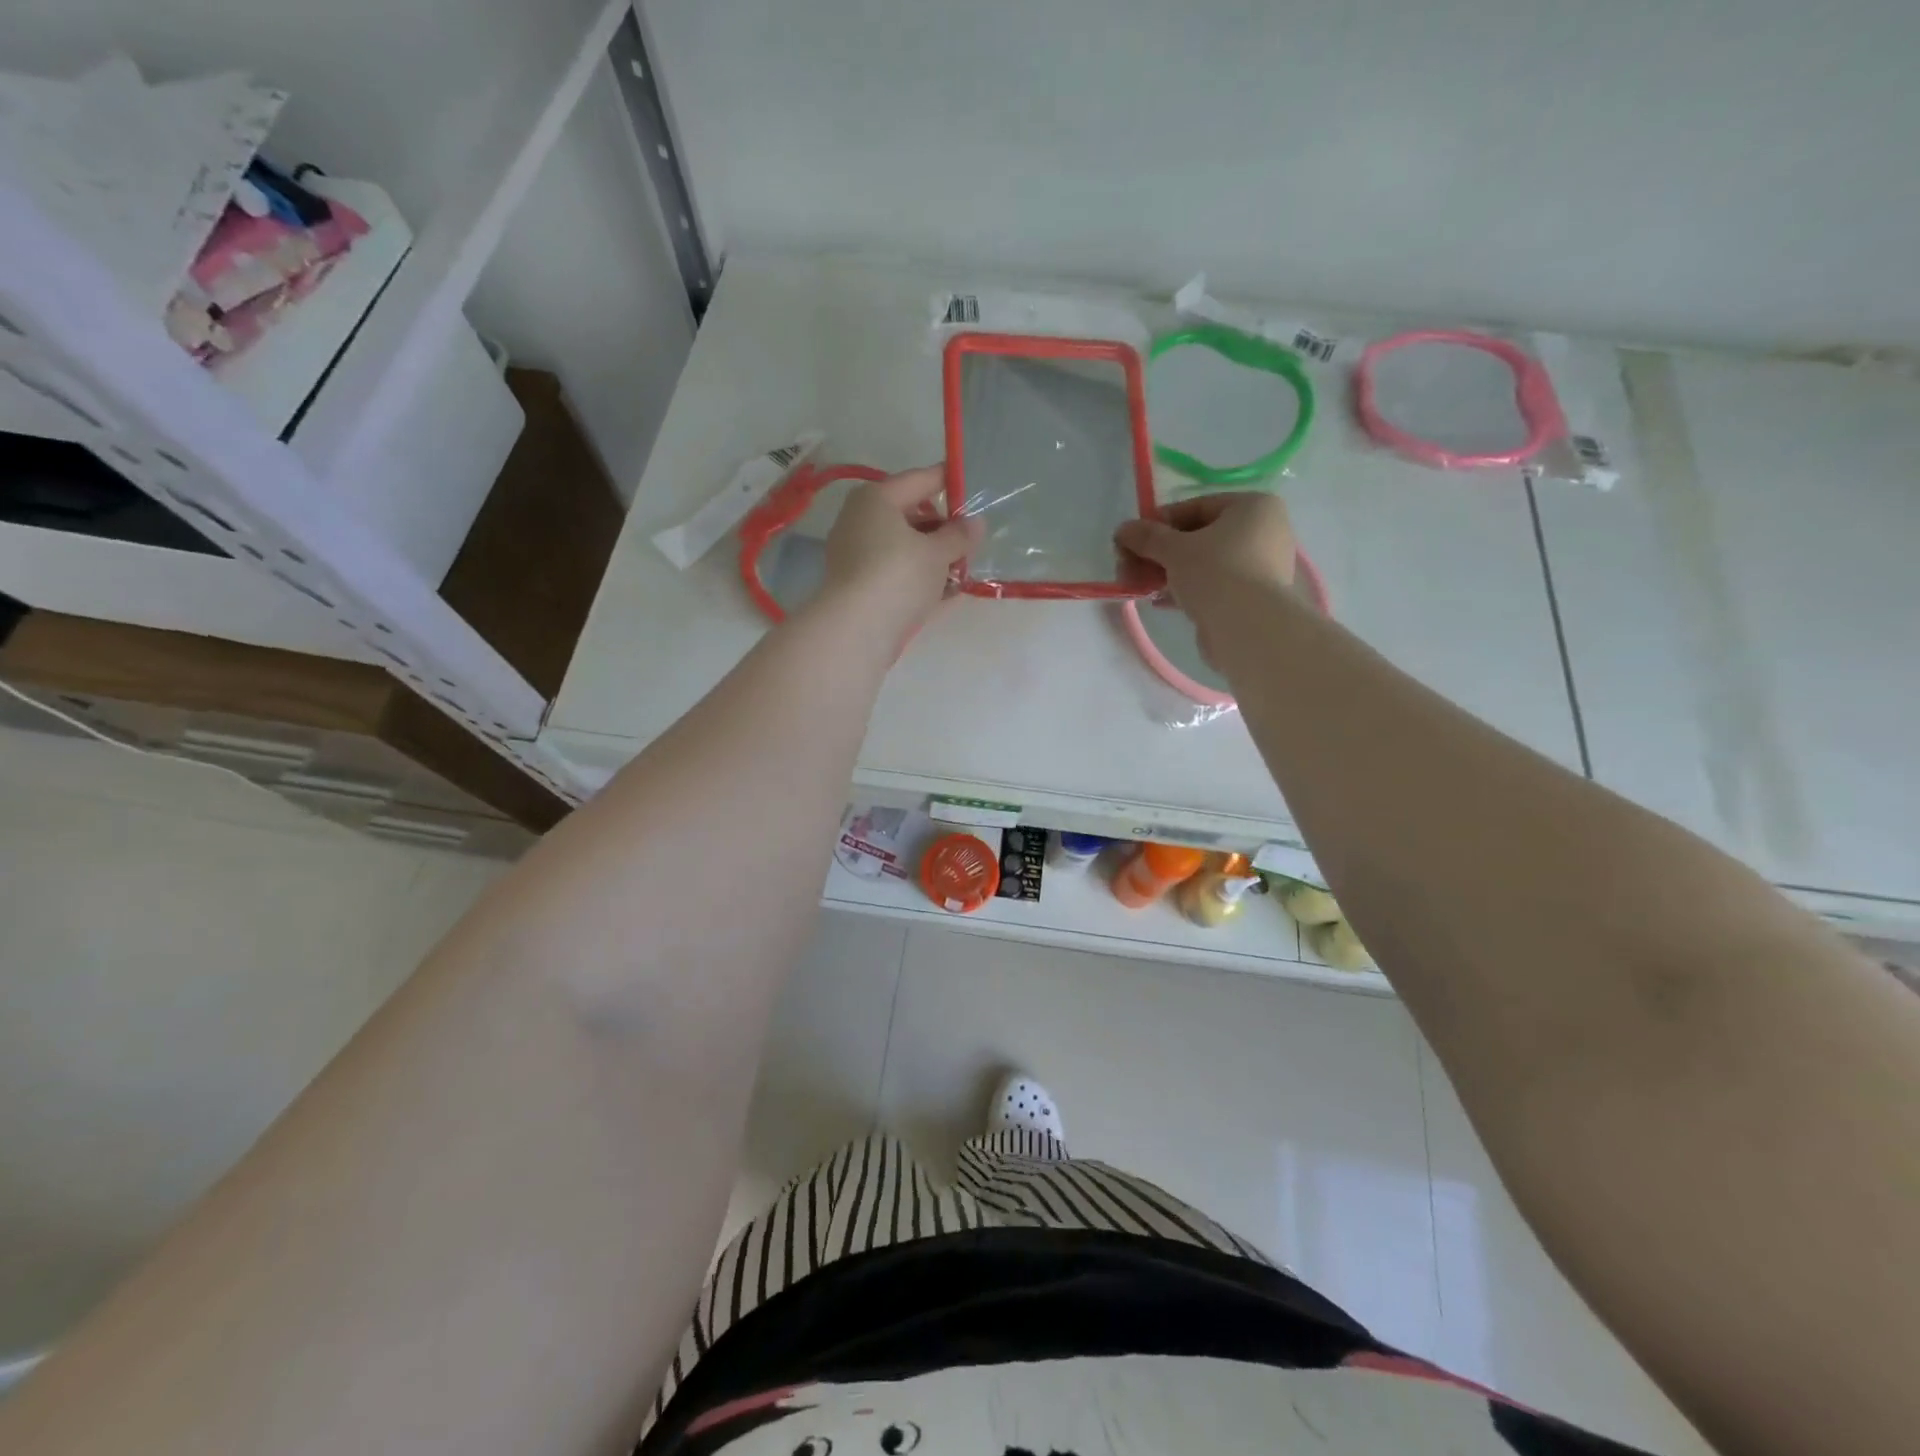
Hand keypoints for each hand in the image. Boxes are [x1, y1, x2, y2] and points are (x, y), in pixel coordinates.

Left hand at [820, 464, 982, 634]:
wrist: (856, 629)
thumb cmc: (899, 575)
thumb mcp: (938, 553)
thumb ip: (959, 535)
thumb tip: (976, 523)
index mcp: (877, 498)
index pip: (920, 479)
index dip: (949, 481)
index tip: (973, 487)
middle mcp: (861, 520)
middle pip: (910, 516)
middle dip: (943, 529)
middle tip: (972, 542)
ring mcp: (856, 555)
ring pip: (904, 548)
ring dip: (934, 558)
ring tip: (964, 571)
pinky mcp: (859, 586)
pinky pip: (896, 574)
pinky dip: (919, 579)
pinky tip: (947, 593)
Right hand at [1114, 493, 1297, 664]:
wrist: (1248, 628)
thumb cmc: (1215, 573)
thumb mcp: (1174, 550)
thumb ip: (1147, 537)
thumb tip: (1123, 529)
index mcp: (1254, 506)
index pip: (1196, 507)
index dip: (1159, 522)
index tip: (1132, 539)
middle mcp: (1264, 531)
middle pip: (1199, 537)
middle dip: (1159, 553)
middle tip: (1128, 567)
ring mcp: (1261, 566)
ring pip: (1204, 563)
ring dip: (1167, 572)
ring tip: (1139, 586)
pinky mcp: (1252, 597)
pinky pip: (1213, 585)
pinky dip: (1186, 590)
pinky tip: (1159, 600)